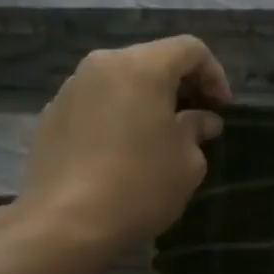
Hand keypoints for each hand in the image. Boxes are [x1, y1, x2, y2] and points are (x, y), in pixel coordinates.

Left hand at [16, 36, 231, 257]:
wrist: (64, 224)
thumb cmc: (140, 186)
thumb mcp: (188, 162)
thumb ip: (197, 130)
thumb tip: (200, 120)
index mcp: (142, 67)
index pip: (189, 49)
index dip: (214, 74)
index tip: (222, 108)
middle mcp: (102, 66)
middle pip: (151, 60)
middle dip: (180, 84)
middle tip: (197, 118)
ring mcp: (70, 89)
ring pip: (120, 80)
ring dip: (146, 99)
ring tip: (159, 134)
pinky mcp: (50, 116)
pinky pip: (95, 103)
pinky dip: (116, 114)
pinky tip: (122, 149)